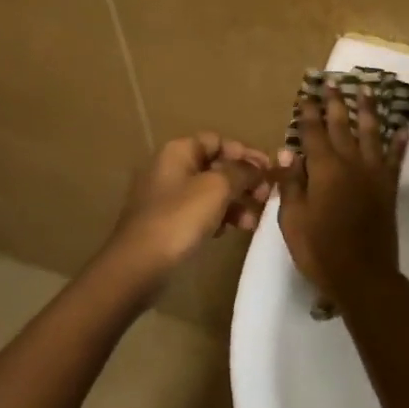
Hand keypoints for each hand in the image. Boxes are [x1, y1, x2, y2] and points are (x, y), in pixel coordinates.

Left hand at [100, 134, 272, 291]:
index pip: (219, 141)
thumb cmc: (179, 219)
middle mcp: (171, 168)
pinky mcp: (168, 222)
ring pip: (211, 191)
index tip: (270, 170)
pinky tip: (233, 230)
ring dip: (236, 202)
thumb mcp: (217, 189)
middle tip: (266, 197)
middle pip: (216, 166)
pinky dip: (220, 217)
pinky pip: (201, 212)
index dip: (245, 153)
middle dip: (244, 180)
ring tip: (253, 221)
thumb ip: (242, 172)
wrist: (138, 266)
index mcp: (179, 151)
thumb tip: (257, 167)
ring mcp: (168, 197)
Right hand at [276, 89, 405, 305]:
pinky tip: (403, 128)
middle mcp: (350, 163)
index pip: (313, 133)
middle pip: (342, 125)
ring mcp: (373, 174)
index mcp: (324, 169)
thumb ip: (291, 184)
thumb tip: (288, 153)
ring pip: (371, 133)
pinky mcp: (389, 188)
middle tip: (333, 81)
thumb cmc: (320, 250)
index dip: (308, 113)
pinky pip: (395, 158)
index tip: (306, 95)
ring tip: (366, 90)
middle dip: (336, 102)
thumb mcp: (293, 220)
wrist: (363, 276)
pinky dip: (399, 142)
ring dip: (368, 110)